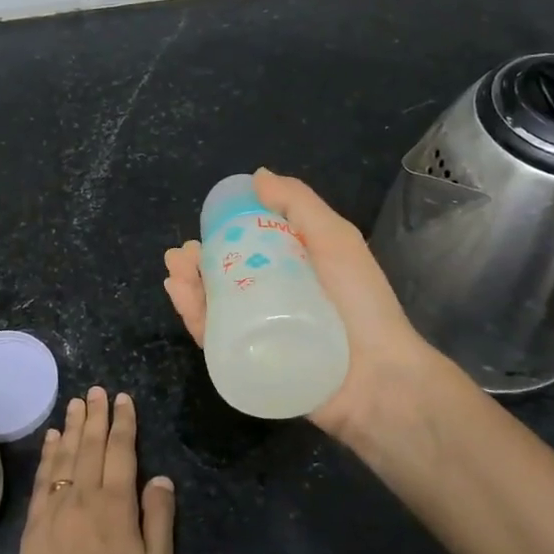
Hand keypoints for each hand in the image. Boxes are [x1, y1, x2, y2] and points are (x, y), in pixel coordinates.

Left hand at [15, 387, 175, 553]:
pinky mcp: (34, 524)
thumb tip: (160, 477)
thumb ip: (159, 518)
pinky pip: (42, 478)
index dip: (123, 422)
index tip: (123, 399)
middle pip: (90, 445)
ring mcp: (55, 508)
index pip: (121, 451)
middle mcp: (84, 496)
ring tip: (75, 403)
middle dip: (95, 415)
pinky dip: (47, 454)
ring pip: (65, 455)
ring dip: (71, 426)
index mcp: (116, 505)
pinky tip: (50, 439)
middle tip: (96, 390)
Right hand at [162, 167, 447, 446]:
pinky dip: (193, 316)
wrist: (378, 378)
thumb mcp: (335, 240)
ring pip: (214, 306)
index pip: (250, 248)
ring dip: (189, 285)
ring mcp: (259, 334)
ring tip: (175, 269)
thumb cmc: (360, 303)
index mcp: (294, 270)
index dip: (224, 234)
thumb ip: (300, 205)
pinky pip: (213, 339)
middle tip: (181, 253)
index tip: (205, 223)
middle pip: (225, 277)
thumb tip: (258, 175)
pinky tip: (181, 294)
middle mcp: (273, 300)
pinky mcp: (248, 364)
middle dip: (198, 262)